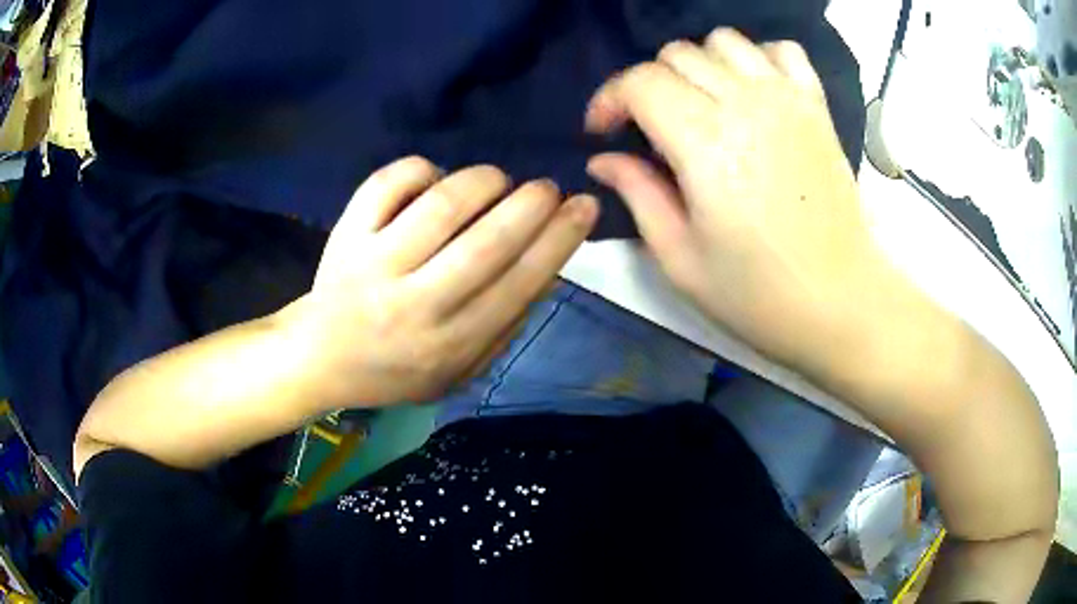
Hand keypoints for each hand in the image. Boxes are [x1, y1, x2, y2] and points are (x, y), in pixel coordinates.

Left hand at [284, 157, 597, 408]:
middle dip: (532, 204)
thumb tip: (546, 270)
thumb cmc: (394, 370)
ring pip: (442, 205)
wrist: (320, 359)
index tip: (584, 207)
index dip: (560, 239)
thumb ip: (504, 330)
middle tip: (547, 188)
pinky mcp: (347, 235)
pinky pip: (390, 183)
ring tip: (496, 181)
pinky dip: (422, 169)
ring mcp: (375, 266)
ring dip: (484, 181)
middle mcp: (416, 305)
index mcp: (451, 343)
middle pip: (488, 242)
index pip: (519, 283)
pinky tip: (435, 177)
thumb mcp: (457, 373)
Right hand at [585, 29, 885, 368]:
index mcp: (705, 144)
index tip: (603, 132)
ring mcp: (787, 99)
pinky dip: (758, 58)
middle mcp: (745, 104)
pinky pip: (782, 51)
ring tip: (700, 103)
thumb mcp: (681, 259)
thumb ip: (637, 195)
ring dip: (700, 64)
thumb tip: (603, 159)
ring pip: (724, 41)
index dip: (609, 99)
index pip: (639, 82)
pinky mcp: (817, 107)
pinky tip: (753, 90)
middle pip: (677, 55)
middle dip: (648, 84)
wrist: (842, 303)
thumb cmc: (759, 295)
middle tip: (651, 128)